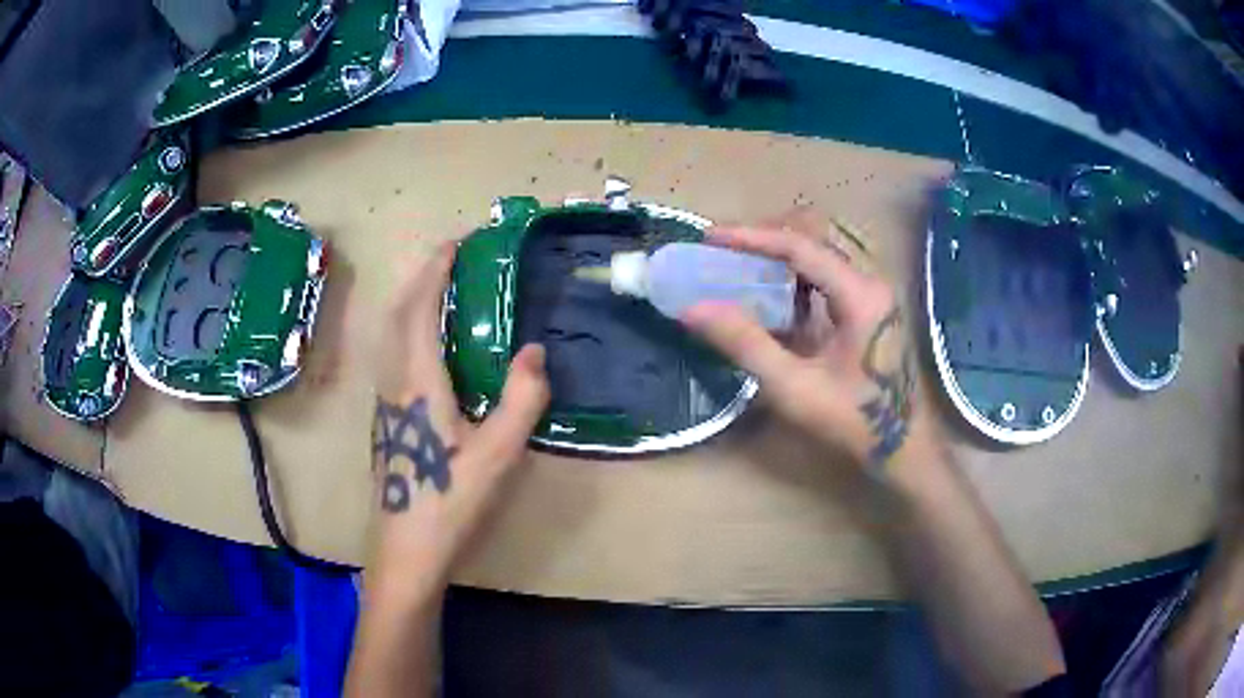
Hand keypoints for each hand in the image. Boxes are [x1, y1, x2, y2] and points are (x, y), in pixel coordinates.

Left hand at [368, 243, 549, 595]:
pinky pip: (393, 357)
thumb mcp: (498, 453)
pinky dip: (409, 332)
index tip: (456, 243)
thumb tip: (535, 350)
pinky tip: (430, 348)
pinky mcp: (387, 422)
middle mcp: (394, 384)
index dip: (435, 270)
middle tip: (450, 260)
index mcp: (419, 382)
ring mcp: (385, 404)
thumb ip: (521, 397)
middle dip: (420, 279)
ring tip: (441, 293)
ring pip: (390, 337)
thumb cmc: (450, 501)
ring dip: (411, 304)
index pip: (420, 309)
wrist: (407, 551)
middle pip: (397, 315)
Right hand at [682, 224, 921, 472]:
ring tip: (739, 268)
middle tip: (724, 251)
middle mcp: (869, 283)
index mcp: (860, 294)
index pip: (800, 246)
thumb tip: (693, 308)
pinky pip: (826, 278)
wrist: (902, 449)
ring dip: (779, 256)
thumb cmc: (853, 421)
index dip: (751, 237)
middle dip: (765, 239)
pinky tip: (770, 298)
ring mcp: (871, 295)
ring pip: (820, 255)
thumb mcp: (794, 387)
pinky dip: (793, 279)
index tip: (710, 236)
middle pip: (813, 238)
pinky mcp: (867, 310)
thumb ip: (745, 344)